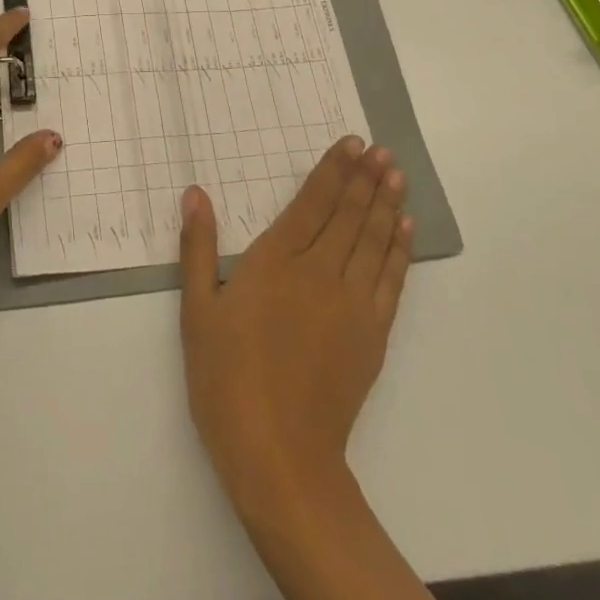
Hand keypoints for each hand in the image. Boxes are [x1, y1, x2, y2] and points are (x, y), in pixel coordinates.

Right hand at [179, 137, 413, 506]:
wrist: (279, 456)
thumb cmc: (227, 379)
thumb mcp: (197, 311)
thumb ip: (199, 248)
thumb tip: (195, 193)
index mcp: (275, 262)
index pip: (311, 203)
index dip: (333, 170)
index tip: (352, 143)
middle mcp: (319, 273)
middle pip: (348, 215)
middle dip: (365, 178)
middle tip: (381, 149)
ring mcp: (352, 304)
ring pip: (373, 240)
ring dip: (386, 204)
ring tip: (397, 174)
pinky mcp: (372, 335)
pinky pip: (391, 280)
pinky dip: (399, 249)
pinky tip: (404, 228)